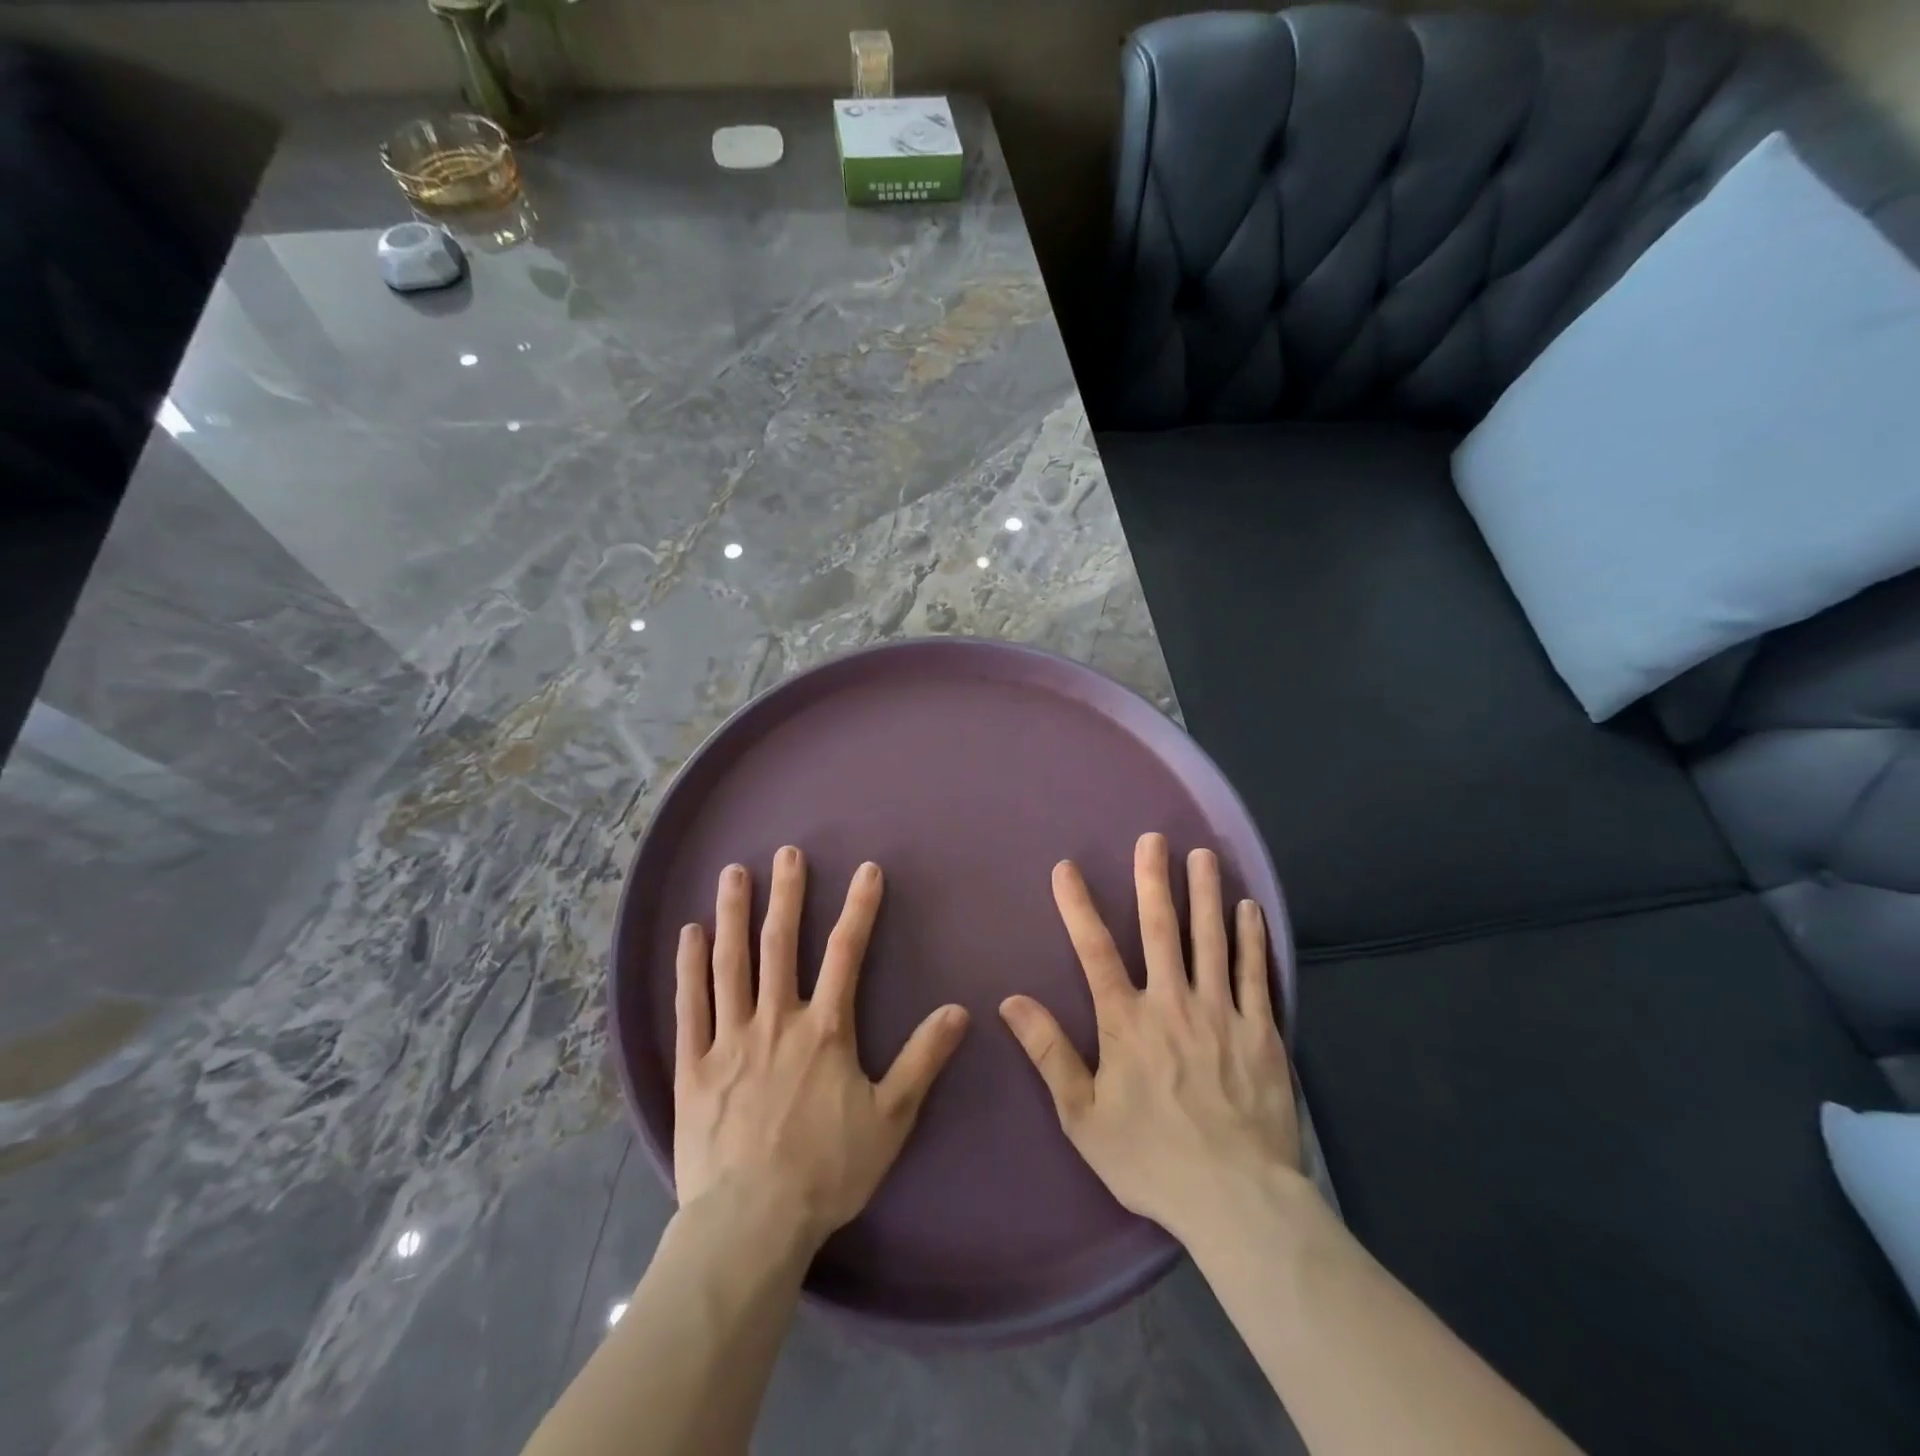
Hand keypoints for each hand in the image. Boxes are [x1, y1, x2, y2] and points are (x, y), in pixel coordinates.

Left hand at [673, 848, 970, 1248]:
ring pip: (731, 963)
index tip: (865, 870)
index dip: (859, 908)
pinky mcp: (693, 1066)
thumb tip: (960, 1010)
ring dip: (734, 914)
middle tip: (787, 852)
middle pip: (781, 944)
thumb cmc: (826, 1170)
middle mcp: (776, 1020)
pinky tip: (689, 933)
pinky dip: (689, 967)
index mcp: (825, 1030)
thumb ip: (923, 1059)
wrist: (751, 1224)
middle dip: (788, 894)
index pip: (846, 953)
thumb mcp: (890, 1118)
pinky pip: (689, 1006)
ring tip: (733, 873)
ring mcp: (729, 1039)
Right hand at [999, 833, 1300, 1243]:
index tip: (1066, 868)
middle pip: (1160, 929)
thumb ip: (1049, 1053)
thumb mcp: (1082, 1117)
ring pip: (1211, 939)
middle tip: (1154, 839)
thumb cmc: (1151, 1159)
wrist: (1236, 1199)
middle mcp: (1172, 1003)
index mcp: (1126, 1022)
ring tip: (1203, 854)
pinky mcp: (1261, 1031)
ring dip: (1204, 893)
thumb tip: (1011, 1001)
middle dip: (1153, 879)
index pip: (1094, 951)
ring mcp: (1221, 1013)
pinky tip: (1249, 908)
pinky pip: (1255, 973)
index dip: (1078, 906)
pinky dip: (1251, 937)